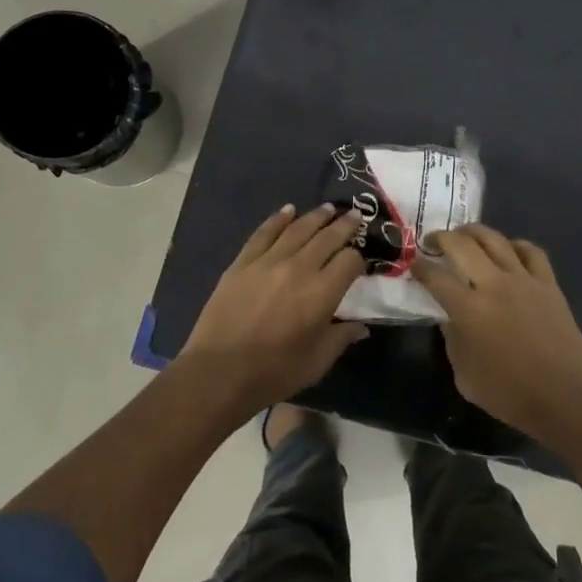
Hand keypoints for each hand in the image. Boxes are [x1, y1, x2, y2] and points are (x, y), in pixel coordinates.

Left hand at [179, 204, 368, 408]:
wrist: (220, 373)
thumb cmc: (275, 372)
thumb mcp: (318, 361)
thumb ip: (342, 338)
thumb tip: (362, 327)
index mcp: (323, 292)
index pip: (350, 261)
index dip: (359, 260)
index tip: (359, 264)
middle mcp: (299, 268)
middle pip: (327, 237)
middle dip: (344, 226)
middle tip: (355, 215)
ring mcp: (267, 262)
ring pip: (297, 229)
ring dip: (315, 217)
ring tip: (328, 209)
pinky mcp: (242, 263)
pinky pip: (263, 234)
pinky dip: (278, 219)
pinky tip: (288, 211)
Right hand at [411, 225, 581, 434]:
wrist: (564, 397)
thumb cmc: (509, 393)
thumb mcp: (464, 376)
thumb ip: (453, 341)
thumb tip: (450, 319)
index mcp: (469, 310)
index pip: (436, 277)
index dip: (420, 267)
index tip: (414, 264)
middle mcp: (494, 285)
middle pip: (463, 245)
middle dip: (442, 238)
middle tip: (434, 241)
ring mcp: (525, 280)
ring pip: (496, 240)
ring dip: (475, 232)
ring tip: (465, 235)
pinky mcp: (549, 285)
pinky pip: (532, 252)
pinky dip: (516, 245)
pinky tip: (509, 250)